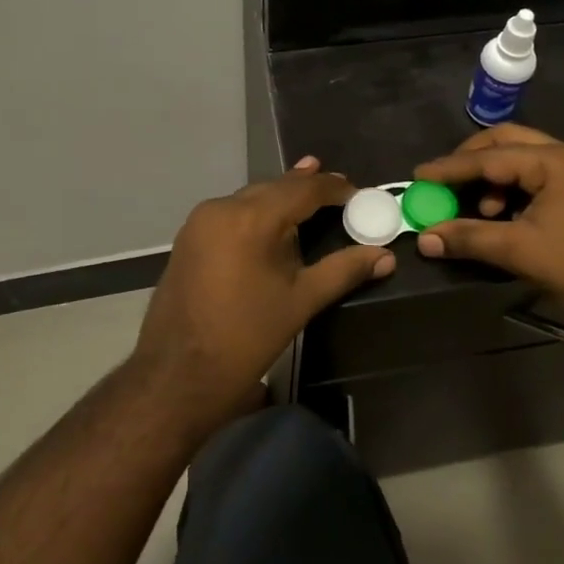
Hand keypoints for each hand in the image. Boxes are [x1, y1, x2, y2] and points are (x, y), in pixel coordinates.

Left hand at [131, 158, 392, 434]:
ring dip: (280, 199)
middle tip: (340, 192)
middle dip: (308, 188)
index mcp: (251, 218)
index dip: (334, 188)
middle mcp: (222, 208)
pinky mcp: (188, 239)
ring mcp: (199, 222)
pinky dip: (256, 214)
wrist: (177, 375)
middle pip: (274, 188)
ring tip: (310, 199)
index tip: (359, 194)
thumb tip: (386, 256)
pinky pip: (231, 214)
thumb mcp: (301, 301)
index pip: (302, 189)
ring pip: (250, 199)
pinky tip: (271, 225)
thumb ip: (343, 270)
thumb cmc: (245, 337)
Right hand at [412, 125, 563, 339]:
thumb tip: (425, 238)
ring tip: (480, 209)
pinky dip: (514, 189)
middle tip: (444, 180)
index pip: (491, 156)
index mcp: (555, 161)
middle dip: (472, 159)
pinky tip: (504, 215)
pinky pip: (539, 176)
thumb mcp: (520, 251)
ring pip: (524, 158)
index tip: (419, 175)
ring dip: (495, 177)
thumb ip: (469, 238)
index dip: (451, 167)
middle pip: (508, 142)